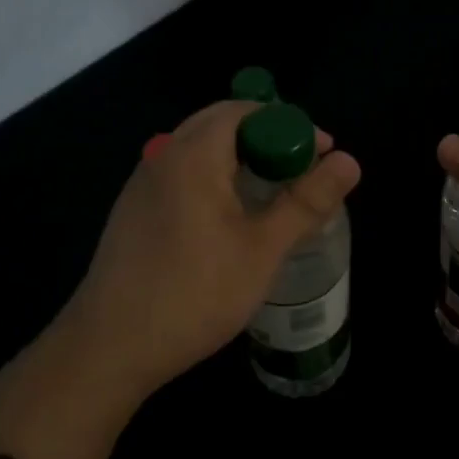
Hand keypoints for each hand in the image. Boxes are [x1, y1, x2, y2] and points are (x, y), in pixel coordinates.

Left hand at [60, 100, 360, 400]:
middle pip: (221, 124)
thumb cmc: (194, 293)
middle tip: (302, 171)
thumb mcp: (262, 249)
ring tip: (274, 192)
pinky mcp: (134, 212)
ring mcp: (143, 185)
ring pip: (199, 150)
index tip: (322, 153)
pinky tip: (231, 218)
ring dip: (240, 159)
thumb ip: (306, 202)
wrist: (109, 348)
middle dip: (266, 138)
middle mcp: (164, 157)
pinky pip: (182, 175)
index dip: (289, 124)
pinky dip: (215, 178)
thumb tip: (349, 161)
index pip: (246, 110)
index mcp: (194, 155)